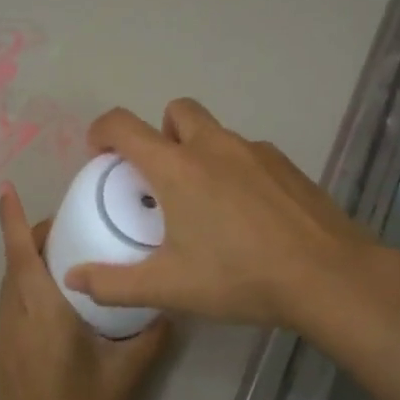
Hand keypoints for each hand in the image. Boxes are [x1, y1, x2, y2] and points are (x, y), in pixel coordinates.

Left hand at [0, 184, 168, 399]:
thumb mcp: (128, 375)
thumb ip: (150, 336)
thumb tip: (167, 307)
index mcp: (42, 315)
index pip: (22, 256)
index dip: (12, 221)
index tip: (5, 191)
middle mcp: (15, 320)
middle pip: (15, 266)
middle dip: (33, 238)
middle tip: (70, 226)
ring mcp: (3, 340)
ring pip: (10, 288)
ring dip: (29, 265)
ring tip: (66, 259)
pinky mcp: (1, 358)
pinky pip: (11, 309)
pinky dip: (26, 291)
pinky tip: (56, 305)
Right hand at [63, 99, 377, 333]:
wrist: (327, 276)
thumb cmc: (239, 277)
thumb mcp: (169, 287)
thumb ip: (114, 283)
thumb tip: (73, 278)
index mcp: (177, 168)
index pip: (124, 125)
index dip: (102, 131)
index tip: (99, 153)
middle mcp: (214, 146)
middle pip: (176, 112)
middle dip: (160, 133)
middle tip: (160, 177)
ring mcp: (256, 151)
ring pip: (216, 133)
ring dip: (199, 152)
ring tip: (206, 202)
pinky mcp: (287, 165)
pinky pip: (248, 154)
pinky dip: (235, 170)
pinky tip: (247, 214)